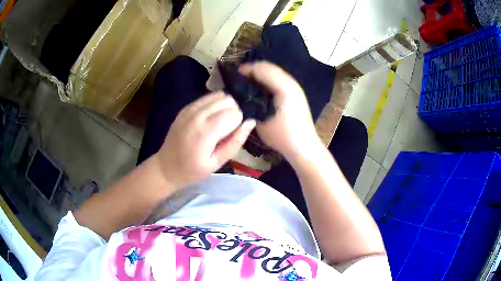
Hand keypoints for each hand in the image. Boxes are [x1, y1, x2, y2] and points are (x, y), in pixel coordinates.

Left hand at [155, 92, 255, 188]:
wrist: (166, 167)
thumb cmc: (192, 170)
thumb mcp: (217, 163)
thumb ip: (235, 142)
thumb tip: (251, 122)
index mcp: (205, 132)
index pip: (235, 113)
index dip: (239, 123)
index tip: (233, 134)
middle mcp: (197, 115)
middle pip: (228, 100)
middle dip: (234, 112)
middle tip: (228, 129)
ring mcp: (190, 108)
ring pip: (220, 95)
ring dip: (225, 106)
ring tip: (220, 122)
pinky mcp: (186, 107)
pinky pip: (208, 96)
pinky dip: (215, 103)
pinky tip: (211, 118)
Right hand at [239, 62, 320, 159]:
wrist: (303, 146)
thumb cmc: (282, 136)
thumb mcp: (261, 120)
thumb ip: (250, 104)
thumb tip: (240, 94)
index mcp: (283, 87)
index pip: (262, 69)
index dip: (246, 69)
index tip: (233, 76)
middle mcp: (291, 82)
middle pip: (269, 67)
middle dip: (253, 70)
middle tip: (238, 78)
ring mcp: (295, 87)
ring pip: (274, 72)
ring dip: (260, 74)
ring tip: (246, 83)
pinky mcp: (295, 93)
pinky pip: (278, 79)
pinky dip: (267, 80)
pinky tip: (259, 90)